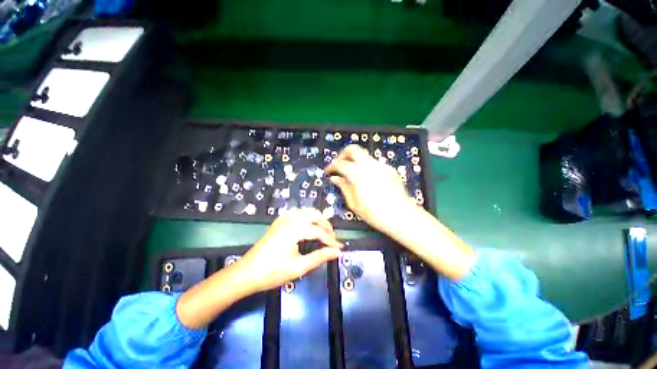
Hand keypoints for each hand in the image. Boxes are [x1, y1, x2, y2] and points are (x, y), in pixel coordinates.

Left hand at [237, 208, 343, 292]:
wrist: (246, 273)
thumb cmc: (272, 272)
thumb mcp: (299, 267)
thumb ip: (320, 257)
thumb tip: (337, 252)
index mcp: (294, 229)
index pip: (319, 231)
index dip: (331, 240)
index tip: (340, 248)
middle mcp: (290, 219)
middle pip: (315, 215)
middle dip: (326, 226)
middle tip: (332, 240)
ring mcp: (283, 218)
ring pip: (307, 212)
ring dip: (317, 220)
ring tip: (323, 234)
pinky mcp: (279, 221)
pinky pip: (298, 213)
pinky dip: (308, 218)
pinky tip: (309, 228)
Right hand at [325, 145, 474, 280]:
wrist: (402, 216)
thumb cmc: (376, 214)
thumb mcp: (354, 203)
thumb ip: (343, 187)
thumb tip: (335, 178)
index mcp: (359, 175)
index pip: (341, 163)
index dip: (332, 165)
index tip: (329, 170)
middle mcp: (370, 165)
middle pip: (353, 149)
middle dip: (343, 154)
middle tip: (338, 164)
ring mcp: (381, 165)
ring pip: (363, 154)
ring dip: (354, 160)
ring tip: (351, 172)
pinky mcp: (389, 169)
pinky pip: (373, 162)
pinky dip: (365, 165)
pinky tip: (365, 178)